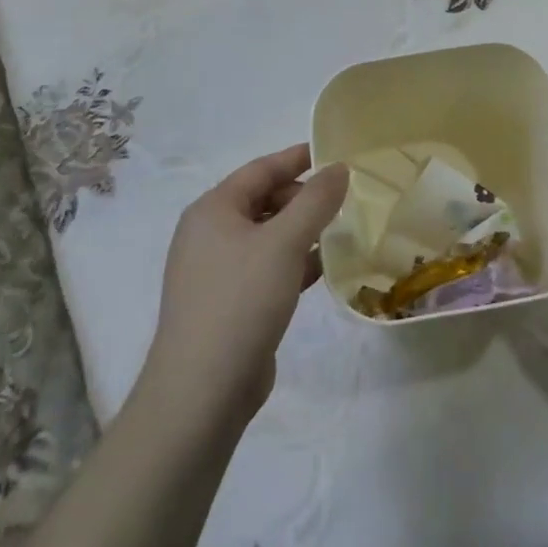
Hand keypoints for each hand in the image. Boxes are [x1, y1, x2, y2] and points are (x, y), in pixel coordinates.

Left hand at [144, 145, 348, 426]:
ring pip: (268, 236)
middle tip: (345, 198)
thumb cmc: (241, 300)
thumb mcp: (285, 242)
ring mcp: (217, 272)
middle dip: (303, 197)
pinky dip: (295, 262)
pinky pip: (267, 268)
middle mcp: (210, 234)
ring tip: (343, 228)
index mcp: (213, 210)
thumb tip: (339, 168)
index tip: (335, 153)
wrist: (201, 393)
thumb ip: (316, 200)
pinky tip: (326, 268)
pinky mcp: (229, 304)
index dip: (298, 158)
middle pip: (263, 200)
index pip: (261, 169)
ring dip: (303, 231)